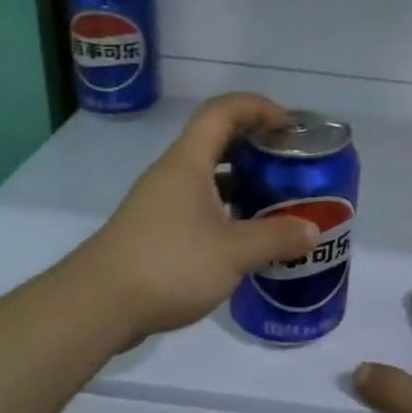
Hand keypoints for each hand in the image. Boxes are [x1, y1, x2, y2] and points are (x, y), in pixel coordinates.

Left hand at [73, 93, 320, 345]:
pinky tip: (246, 237)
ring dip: (242, 181)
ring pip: (207, 177)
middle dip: (255, 145)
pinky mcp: (156, 231)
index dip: (258, 107)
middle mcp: (172, 174)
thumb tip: (313, 230)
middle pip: (216, 140)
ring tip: (276, 200)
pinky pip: (198, 206)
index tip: (289, 126)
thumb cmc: (168, 264)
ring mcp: (160, 203)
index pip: (222, 111)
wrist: (98, 305)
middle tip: (289, 163)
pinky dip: (226, 211)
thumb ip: (276, 238)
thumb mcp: (233, 252)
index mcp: (188, 163)